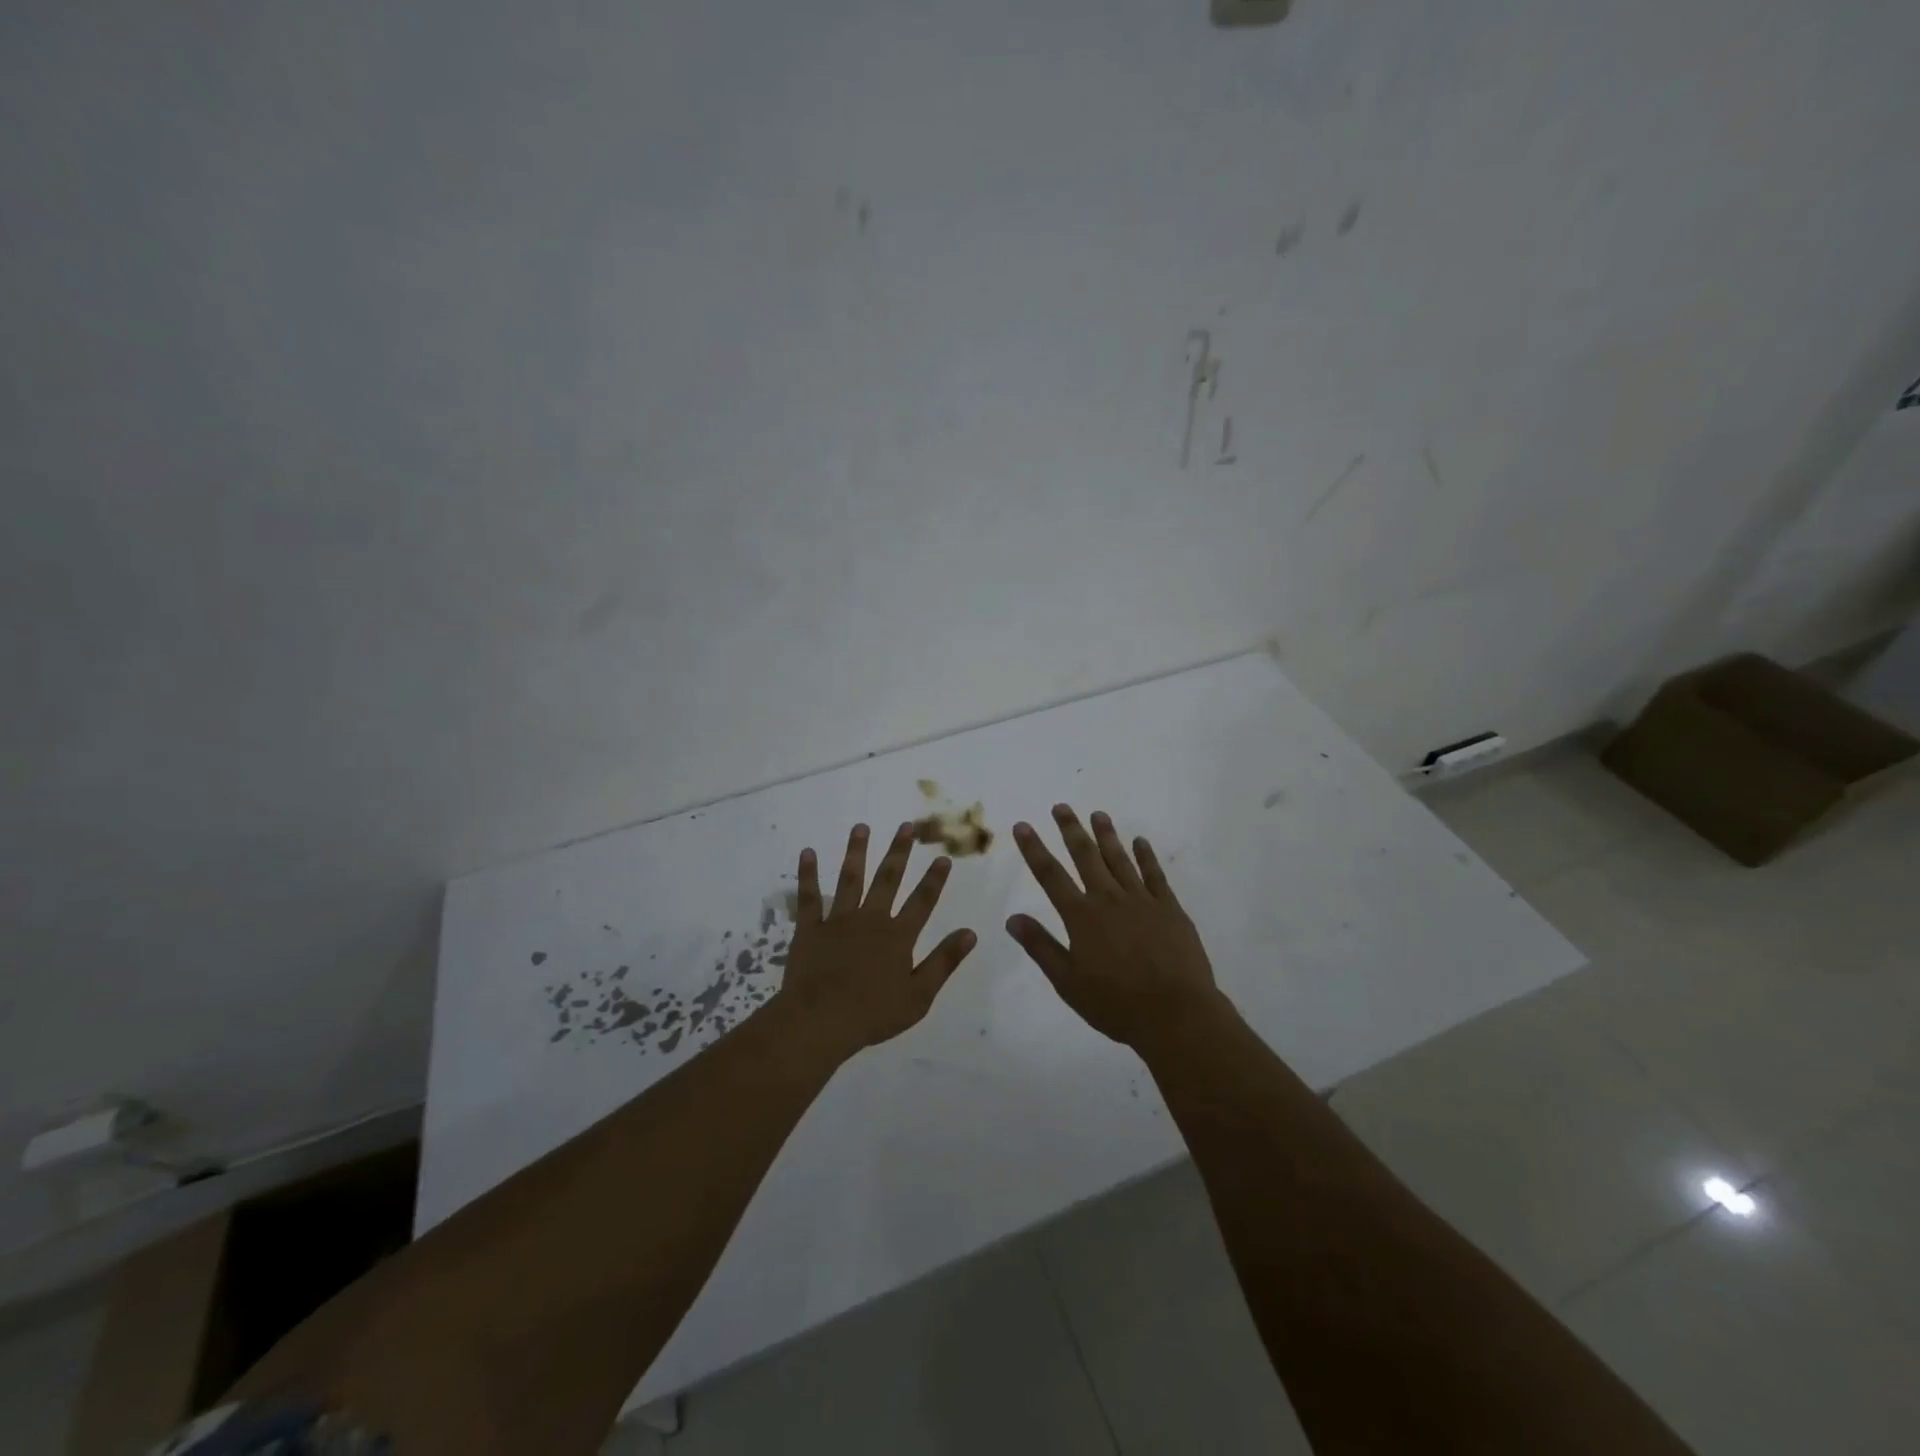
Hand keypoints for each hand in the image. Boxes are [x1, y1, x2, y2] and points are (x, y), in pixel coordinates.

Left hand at [770, 821, 976, 1059]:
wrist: (821, 1021)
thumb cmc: (873, 1014)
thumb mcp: (919, 995)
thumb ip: (944, 961)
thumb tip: (970, 933)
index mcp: (898, 936)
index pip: (922, 901)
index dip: (934, 879)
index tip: (943, 857)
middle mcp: (870, 919)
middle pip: (888, 879)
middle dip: (899, 851)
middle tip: (906, 826)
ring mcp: (838, 921)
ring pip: (850, 879)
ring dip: (856, 851)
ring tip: (861, 827)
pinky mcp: (810, 929)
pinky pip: (809, 898)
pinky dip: (808, 875)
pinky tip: (807, 853)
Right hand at [1007, 805, 1221, 1048]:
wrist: (1175, 1014)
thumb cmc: (1116, 1004)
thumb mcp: (1068, 982)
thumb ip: (1041, 947)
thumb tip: (1012, 918)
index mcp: (1081, 917)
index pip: (1050, 875)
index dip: (1034, 849)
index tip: (1022, 826)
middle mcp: (1108, 899)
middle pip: (1085, 856)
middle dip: (1070, 830)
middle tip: (1061, 807)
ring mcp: (1141, 900)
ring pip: (1119, 859)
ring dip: (1107, 835)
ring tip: (1097, 814)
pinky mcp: (1169, 908)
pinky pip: (1155, 875)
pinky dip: (1146, 856)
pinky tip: (1140, 842)